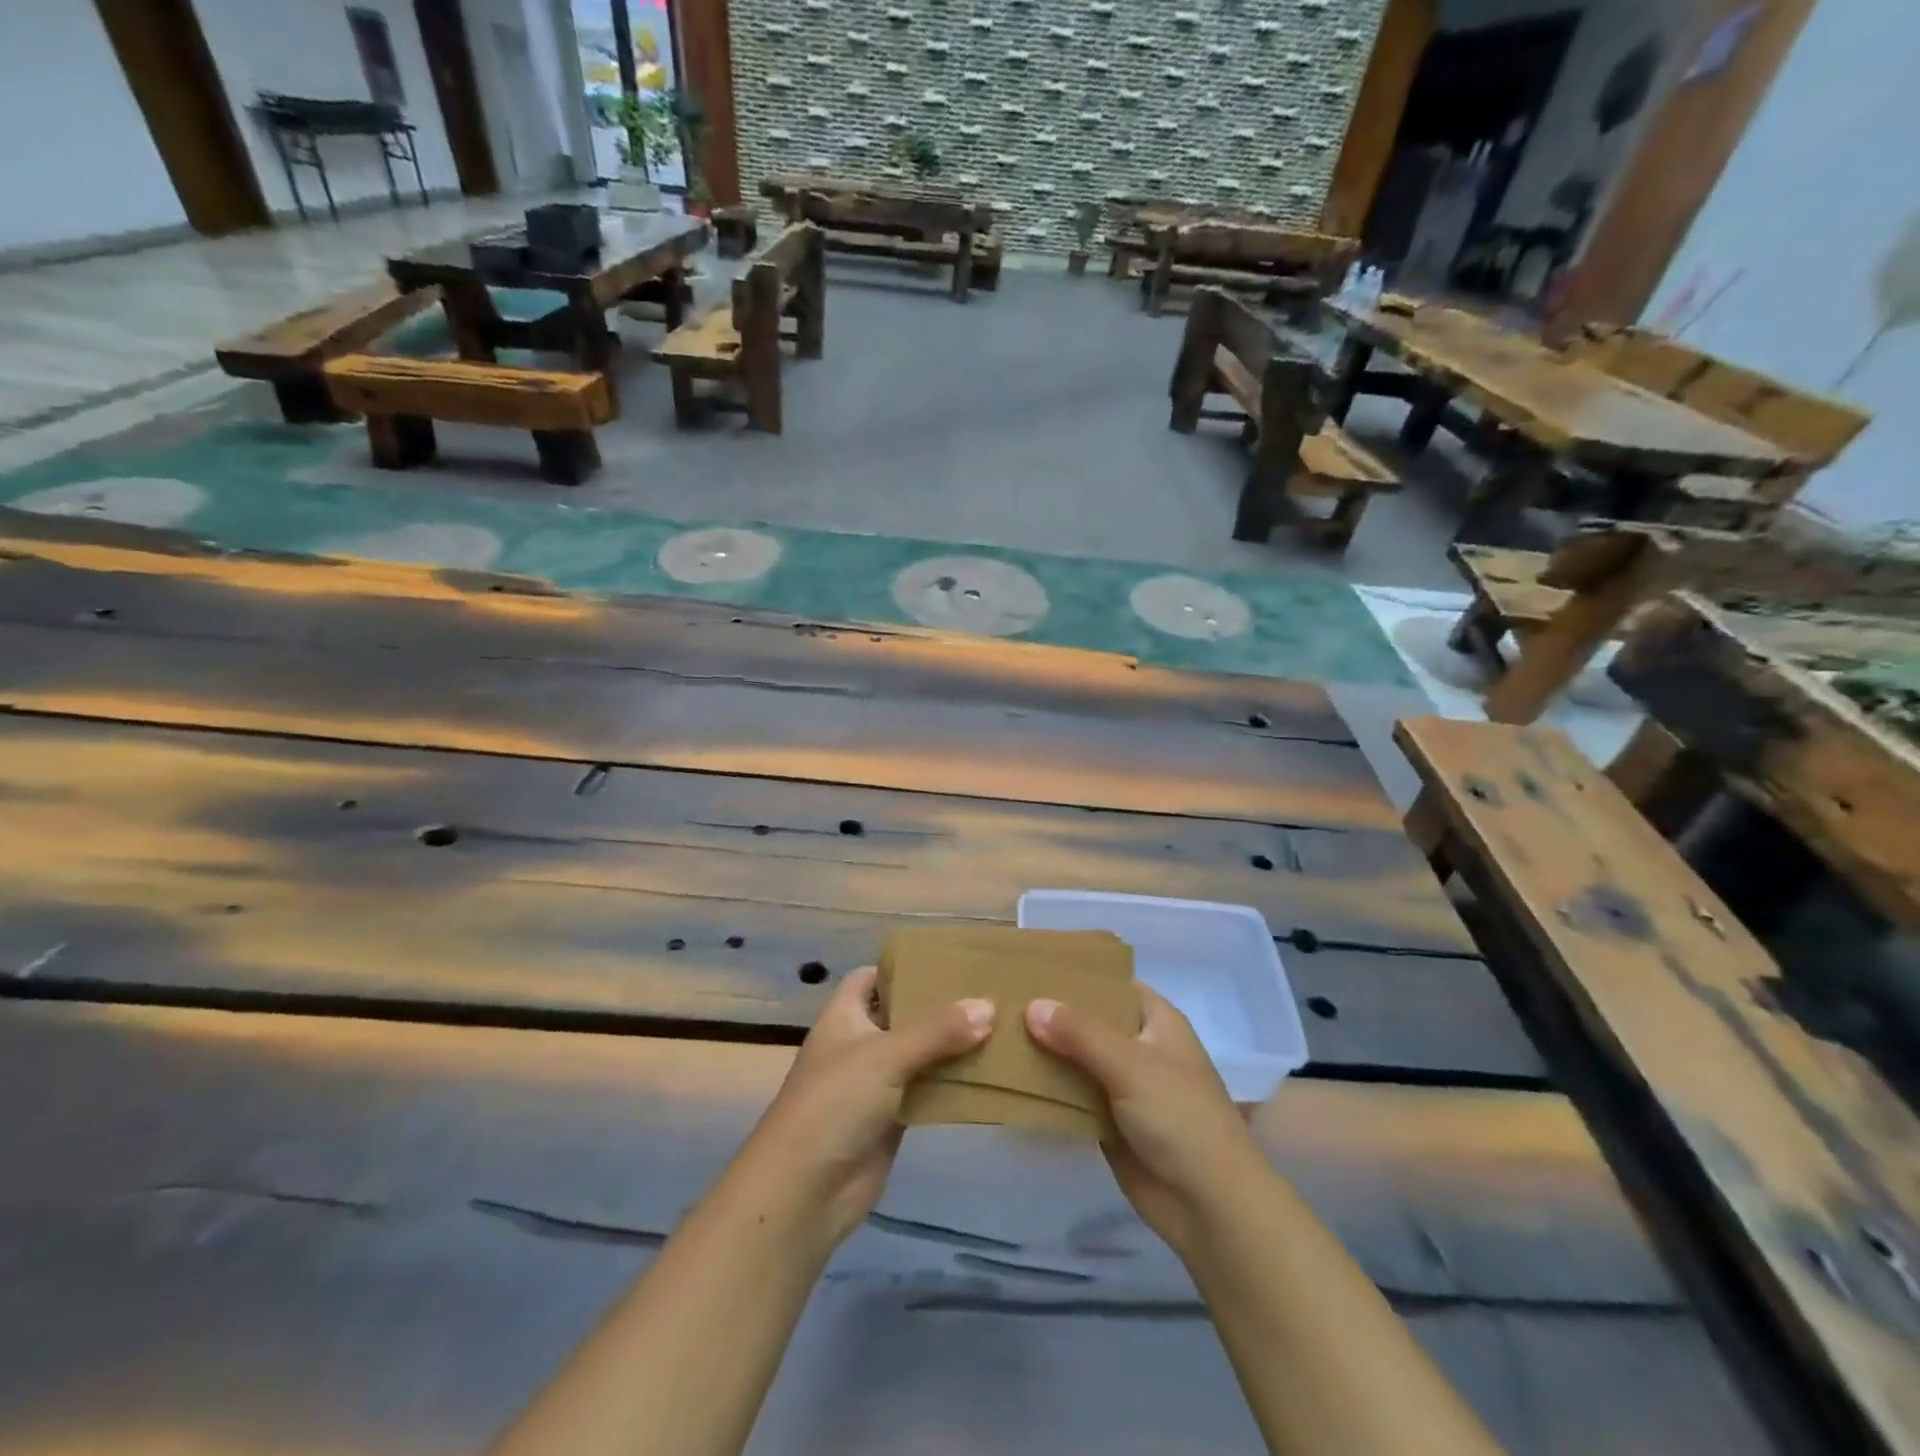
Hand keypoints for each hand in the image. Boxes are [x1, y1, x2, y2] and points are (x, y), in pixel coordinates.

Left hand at [736, 966, 992, 1247]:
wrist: (804, 1192)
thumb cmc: (835, 1102)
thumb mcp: (886, 1054)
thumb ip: (938, 1030)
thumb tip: (989, 1006)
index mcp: (844, 1015)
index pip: (872, 977)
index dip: (903, 968)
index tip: (948, 962)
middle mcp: (859, 1044)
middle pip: (903, 1015)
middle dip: (940, 1007)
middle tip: (988, 992)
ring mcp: (875, 1083)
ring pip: (920, 1055)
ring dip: (952, 1047)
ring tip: (1000, 1027)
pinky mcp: (891, 1119)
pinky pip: (927, 1092)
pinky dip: (952, 1085)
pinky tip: (988, 1075)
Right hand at [1026, 987, 1267, 1258]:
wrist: (1208, 1205)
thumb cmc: (1180, 1117)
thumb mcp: (1131, 1064)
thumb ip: (1080, 1033)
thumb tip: (1032, 1005)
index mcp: (1157, 1022)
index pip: (1113, 984)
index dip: (1078, 975)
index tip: (1033, 966)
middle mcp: (1139, 1047)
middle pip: (1090, 1022)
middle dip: (1052, 1014)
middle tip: (1002, 998)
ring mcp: (1123, 1086)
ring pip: (1077, 1059)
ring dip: (1045, 1052)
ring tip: (997, 1031)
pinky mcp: (1108, 1121)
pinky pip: (1072, 1096)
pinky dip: (1047, 1089)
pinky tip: (1009, 1076)